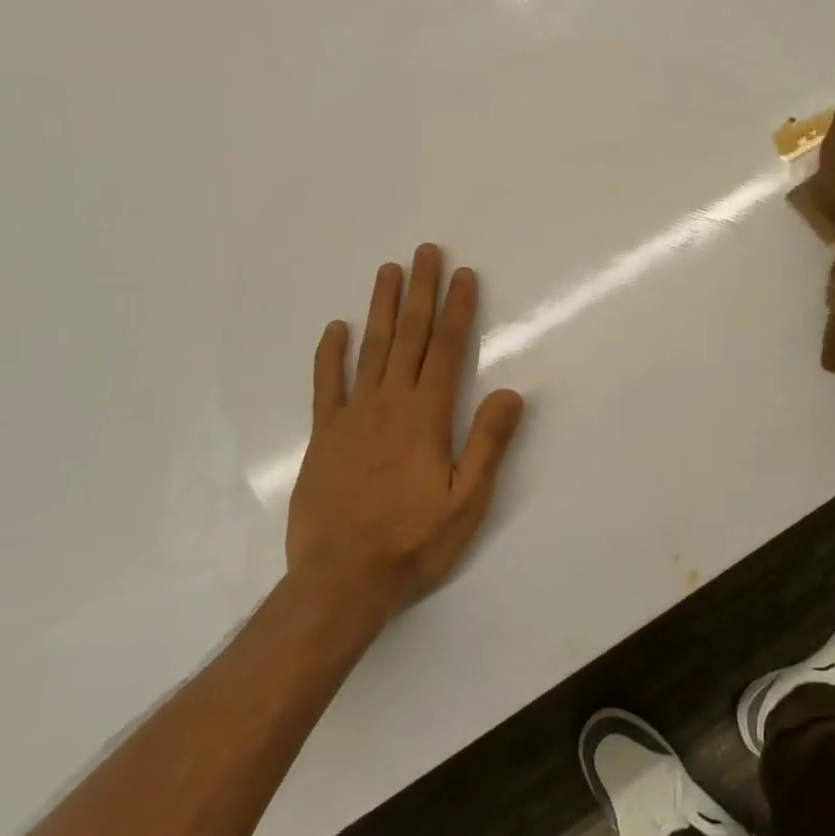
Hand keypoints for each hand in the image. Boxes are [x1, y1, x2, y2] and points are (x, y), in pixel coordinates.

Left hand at [286, 244, 525, 617]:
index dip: (456, 309)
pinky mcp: (324, 436)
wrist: (340, 583)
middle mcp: (389, 404)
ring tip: (388, 271)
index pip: (446, 349)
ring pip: (370, 349)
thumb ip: (488, 444)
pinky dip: (330, 355)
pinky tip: (335, 328)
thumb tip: (509, 391)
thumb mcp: (466, 502)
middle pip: (408, 336)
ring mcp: (352, 417)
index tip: (463, 274)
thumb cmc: (412, 542)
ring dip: (381, 307)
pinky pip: (327, 385)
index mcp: (426, 416)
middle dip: (420, 291)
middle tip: (425, 251)